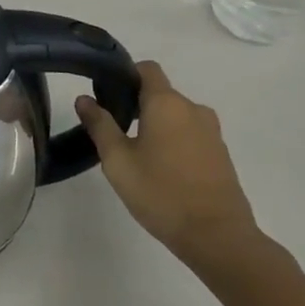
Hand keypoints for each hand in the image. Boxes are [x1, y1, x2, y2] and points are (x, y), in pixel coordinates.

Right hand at [74, 61, 261, 271]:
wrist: (217, 236)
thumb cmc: (161, 193)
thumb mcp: (118, 161)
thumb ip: (100, 125)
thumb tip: (84, 99)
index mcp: (166, 103)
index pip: (147, 69)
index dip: (126, 75)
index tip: (108, 95)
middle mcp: (193, 109)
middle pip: (160, 94)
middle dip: (137, 105)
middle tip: (115, 133)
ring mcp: (211, 131)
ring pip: (176, 116)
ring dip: (157, 126)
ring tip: (138, 155)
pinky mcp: (220, 153)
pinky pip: (191, 134)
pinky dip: (175, 142)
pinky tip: (162, 170)